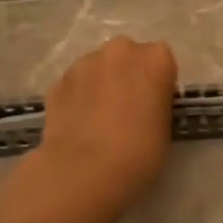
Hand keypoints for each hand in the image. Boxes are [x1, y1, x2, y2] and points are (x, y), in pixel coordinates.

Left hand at [36, 36, 177, 207]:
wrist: (84, 171)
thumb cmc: (139, 152)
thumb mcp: (166, 126)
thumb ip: (157, 103)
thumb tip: (143, 103)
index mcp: (155, 58)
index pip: (162, 61)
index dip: (158, 82)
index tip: (154, 104)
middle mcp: (120, 50)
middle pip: (128, 56)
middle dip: (127, 75)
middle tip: (127, 107)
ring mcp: (84, 63)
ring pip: (98, 67)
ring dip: (101, 84)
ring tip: (99, 119)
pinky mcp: (57, 81)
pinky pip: (75, 85)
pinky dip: (78, 97)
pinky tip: (79, 124)